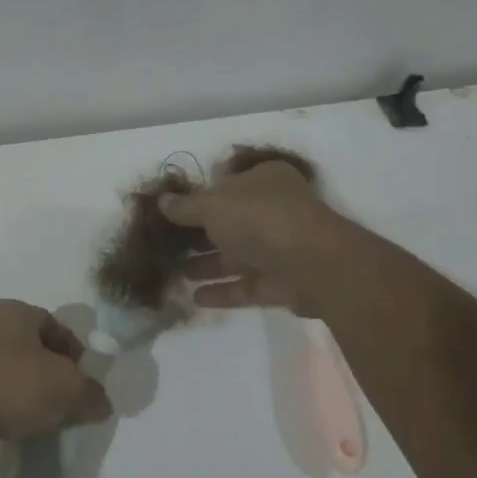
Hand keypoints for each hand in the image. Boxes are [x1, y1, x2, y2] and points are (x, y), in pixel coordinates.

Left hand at [0, 300, 113, 469]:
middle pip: (39, 350)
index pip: (58, 327)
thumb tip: (100, 404)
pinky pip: (1, 392)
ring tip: (49, 418)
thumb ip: (92, 393)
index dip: (77, 355)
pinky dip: (15, 407)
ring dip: (37, 394)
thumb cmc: (13, 386)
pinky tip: (24, 427)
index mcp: (14, 310)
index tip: (85, 384)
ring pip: (20, 373)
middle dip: (58, 377)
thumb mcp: (68, 387)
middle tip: (71, 403)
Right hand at [160, 159, 353, 317]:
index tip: (171, 211)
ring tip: (174, 273)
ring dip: (206, 264)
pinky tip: (194, 298)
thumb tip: (162, 201)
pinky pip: (247, 285)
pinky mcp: (283, 282)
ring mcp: (280, 247)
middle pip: (229, 221)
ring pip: (236, 255)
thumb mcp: (213, 205)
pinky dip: (222, 291)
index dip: (198, 196)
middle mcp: (274, 209)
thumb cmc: (260, 219)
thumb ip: (185, 206)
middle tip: (166, 246)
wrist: (314, 265)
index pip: (226, 183)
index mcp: (263, 180)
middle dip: (198, 235)